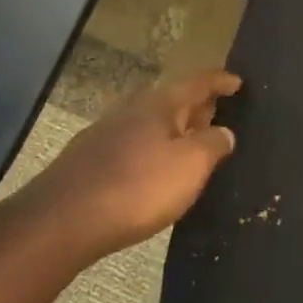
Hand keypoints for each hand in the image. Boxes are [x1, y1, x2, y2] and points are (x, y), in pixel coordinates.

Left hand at [0, 71, 240, 287]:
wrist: (64, 220)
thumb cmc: (138, 188)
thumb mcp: (191, 166)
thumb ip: (213, 144)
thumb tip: (224, 131)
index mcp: (160, 105)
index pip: (197, 83)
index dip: (220, 81)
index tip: (238, 82)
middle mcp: (131, 110)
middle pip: (172, 100)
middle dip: (197, 105)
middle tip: (219, 112)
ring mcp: (106, 134)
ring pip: (150, 123)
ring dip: (174, 129)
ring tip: (192, 143)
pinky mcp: (90, 160)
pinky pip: (133, 144)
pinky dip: (153, 148)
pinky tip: (155, 168)